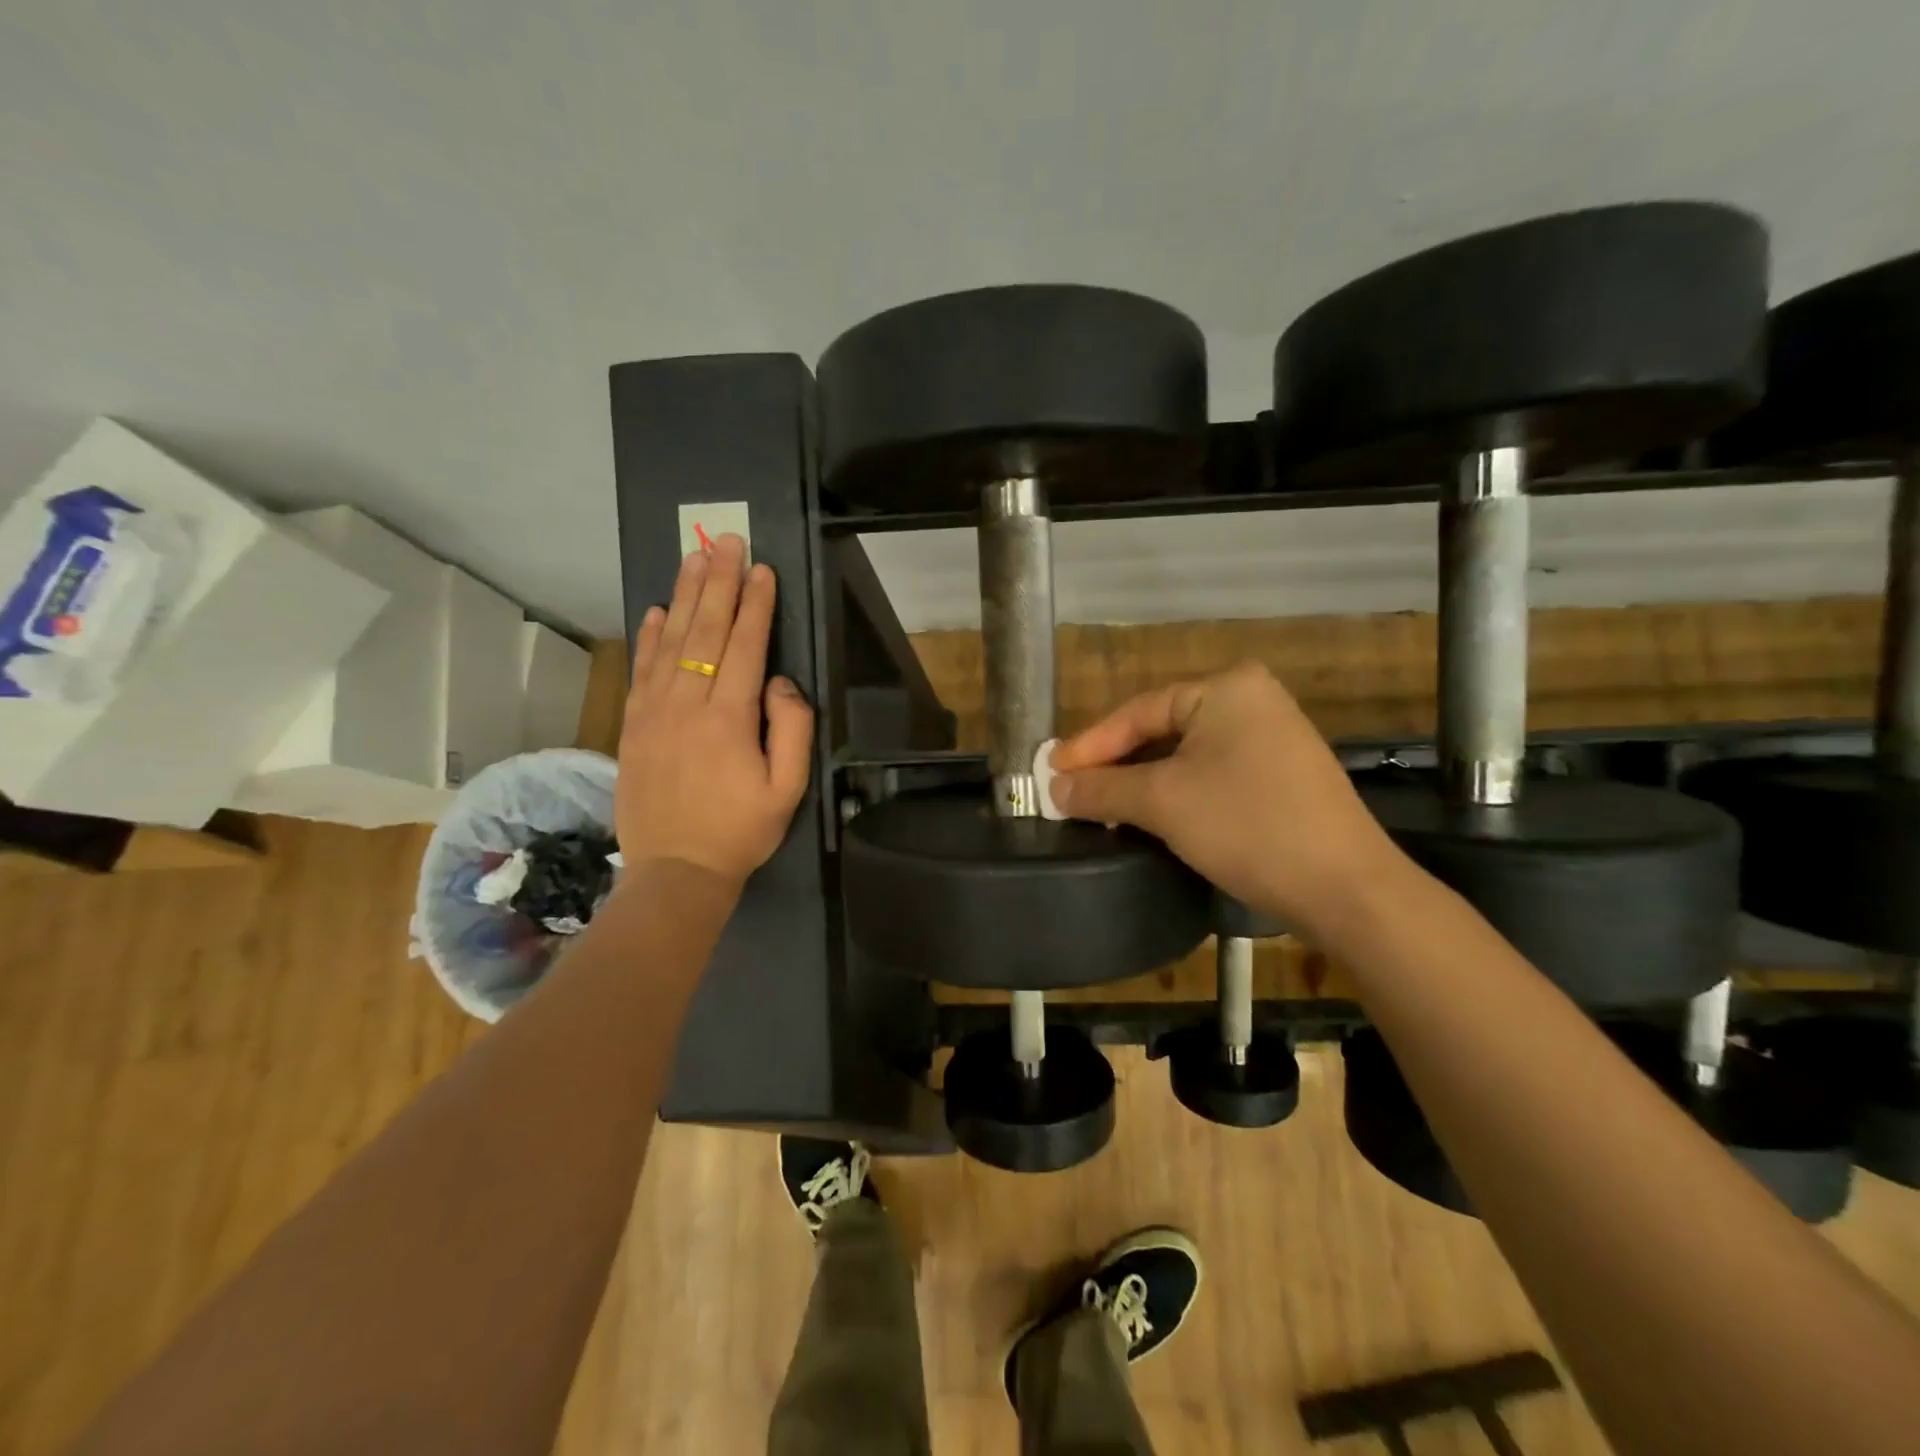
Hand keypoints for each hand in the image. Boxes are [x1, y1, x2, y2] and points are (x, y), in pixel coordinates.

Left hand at [617, 535, 813, 887]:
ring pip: (670, 641)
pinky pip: (641, 669)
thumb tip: (779, 681)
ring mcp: (654, 712)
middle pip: (704, 630)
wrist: (676, 870)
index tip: (761, 568)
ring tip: (694, 557)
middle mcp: (687, 704)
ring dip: (685, 595)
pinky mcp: (633, 726)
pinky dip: (650, 636)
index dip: (755, 604)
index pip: (744, 645)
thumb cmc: (741, 831)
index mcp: (729, 718)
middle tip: (725, 540)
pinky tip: (658, 610)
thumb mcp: (788, 789)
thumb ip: (792, 729)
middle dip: (718, 582)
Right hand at [1049, 662, 1399, 933]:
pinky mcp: (1282, 775)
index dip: (1090, 745)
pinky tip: (1152, 816)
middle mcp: (1252, 701)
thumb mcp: (1163, 802)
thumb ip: (1102, 788)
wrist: (1345, 888)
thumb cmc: (1247, 825)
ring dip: (1142, 782)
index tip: (1051, 773)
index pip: (1138, 712)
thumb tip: (1055, 788)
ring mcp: (1273, 738)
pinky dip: (1177, 793)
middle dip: (1115, 765)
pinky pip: (1213, 774)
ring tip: (1102, 807)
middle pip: (1161, 730)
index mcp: (1226, 688)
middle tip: (1072, 791)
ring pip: (1186, 756)